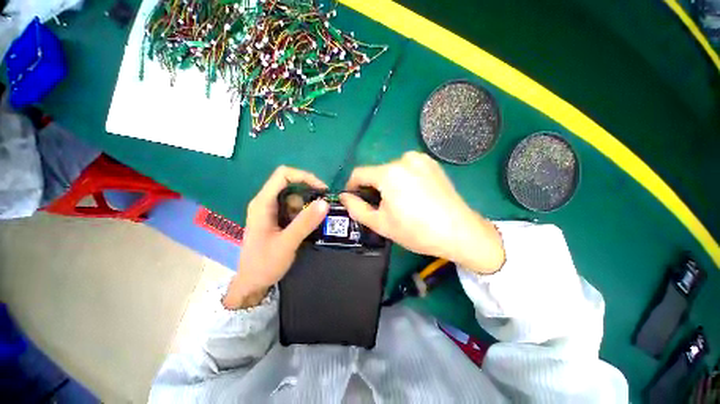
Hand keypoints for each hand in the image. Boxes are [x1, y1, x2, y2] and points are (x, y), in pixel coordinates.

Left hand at [223, 166, 328, 308]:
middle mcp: (266, 202)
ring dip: (307, 206)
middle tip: (322, 208)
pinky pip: (294, 208)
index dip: (304, 176)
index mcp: (263, 203)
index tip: (322, 189)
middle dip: (308, 193)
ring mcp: (271, 210)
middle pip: (290, 184)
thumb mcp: (287, 243)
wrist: (252, 283)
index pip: (283, 175)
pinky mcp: (277, 218)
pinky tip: (306, 227)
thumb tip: (325, 202)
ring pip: (294, 197)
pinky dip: (304, 213)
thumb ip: (305, 222)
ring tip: (312, 224)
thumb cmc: (264, 264)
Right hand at [340, 152, 504, 273]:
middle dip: (373, 188)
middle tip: (380, 207)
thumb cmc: (416, 231)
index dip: (352, 187)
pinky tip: (413, 196)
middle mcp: (404, 159)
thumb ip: (356, 208)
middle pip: (377, 172)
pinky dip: (403, 180)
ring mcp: (421, 159)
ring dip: (388, 184)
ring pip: (392, 171)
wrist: (459, 232)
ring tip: (399, 203)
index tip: (354, 199)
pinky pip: (408, 169)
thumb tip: (344, 197)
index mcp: (389, 173)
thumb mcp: (380, 223)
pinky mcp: (432, 164)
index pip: (359, 173)